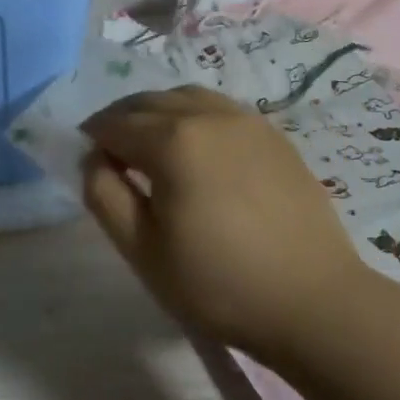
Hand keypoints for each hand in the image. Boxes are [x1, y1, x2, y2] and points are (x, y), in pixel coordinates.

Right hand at [81, 86, 373, 368]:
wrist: (314, 303)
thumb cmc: (218, 284)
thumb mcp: (141, 250)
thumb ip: (104, 195)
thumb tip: (93, 159)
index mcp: (172, 141)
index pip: (113, 124)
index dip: (91, 139)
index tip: (85, 164)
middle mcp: (208, 115)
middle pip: (147, 102)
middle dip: (119, 121)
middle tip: (110, 157)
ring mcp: (247, 121)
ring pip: (184, 97)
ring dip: (156, 114)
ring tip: (151, 150)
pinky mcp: (274, 135)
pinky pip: (218, 109)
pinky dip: (192, 117)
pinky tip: (196, 151)